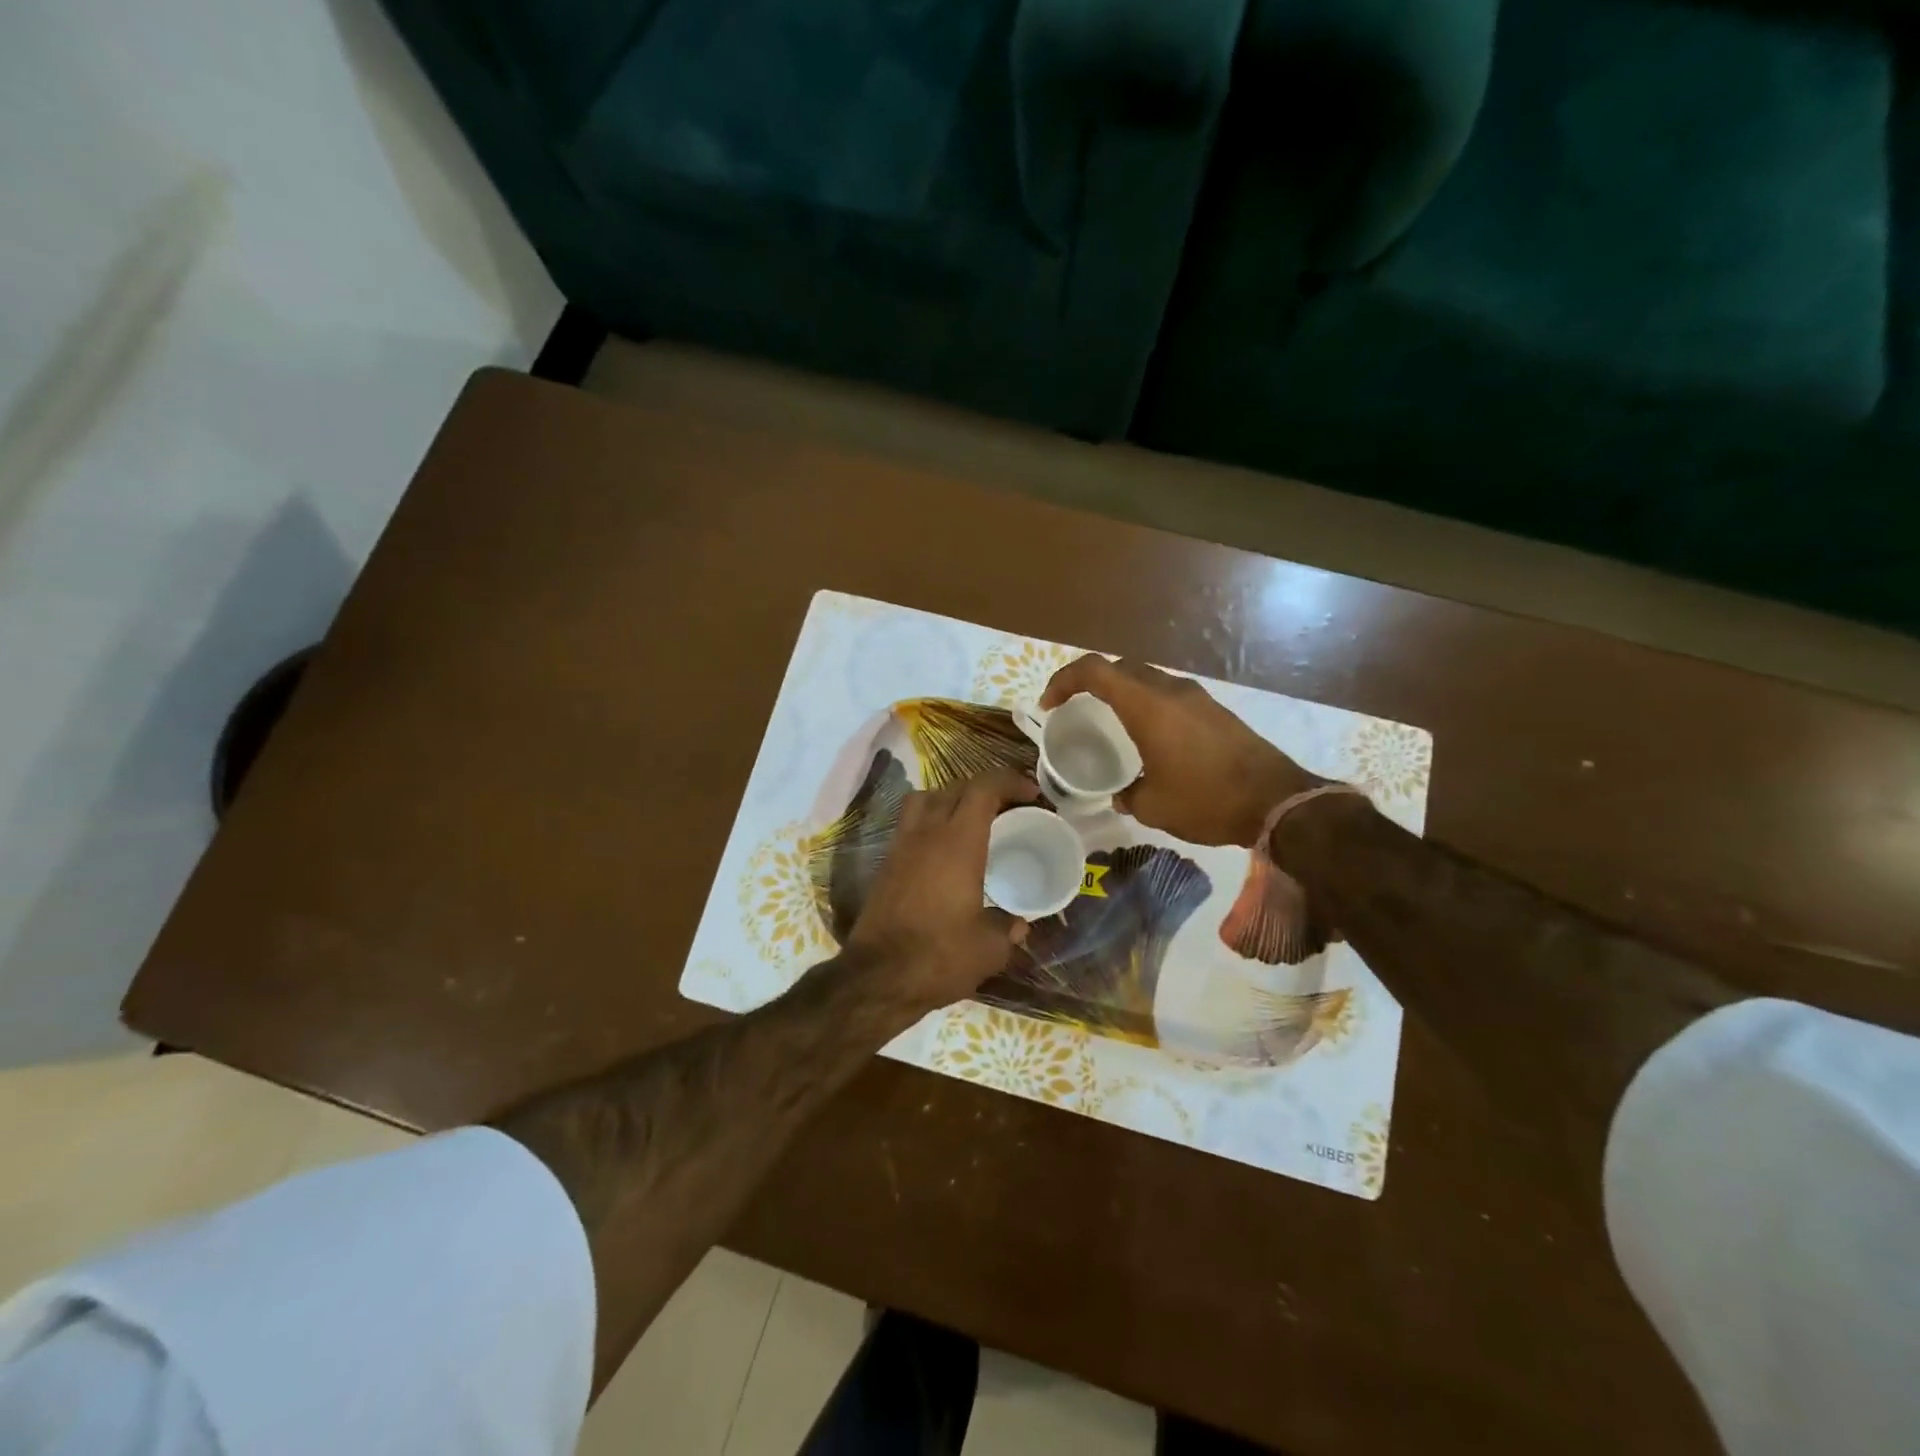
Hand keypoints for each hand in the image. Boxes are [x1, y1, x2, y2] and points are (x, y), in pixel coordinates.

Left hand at [844, 768, 1041, 1016]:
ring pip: (925, 799)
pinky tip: (945, 851)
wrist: (878, 978)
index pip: (983, 788)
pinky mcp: (885, 864)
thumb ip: (1007, 928)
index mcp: (958, 842)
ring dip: (952, 799)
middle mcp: (927, 834)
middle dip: (985, 789)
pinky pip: (910, 823)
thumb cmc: (939, 956)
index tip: (1032, 794)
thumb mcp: (988, 948)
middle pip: (955, 788)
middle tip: (1009, 807)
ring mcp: (901, 846)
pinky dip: (931, 822)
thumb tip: (1017, 924)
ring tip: (972, 821)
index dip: (1010, 782)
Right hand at [1040, 656, 1320, 846]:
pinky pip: (1169, 695)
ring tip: (1109, 722)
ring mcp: (1196, 698)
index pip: (1094, 670)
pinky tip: (1149, 736)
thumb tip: (1121, 794)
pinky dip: (1147, 704)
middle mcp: (1170, 691)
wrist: (1278, 801)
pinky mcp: (1215, 711)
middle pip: (1120, 667)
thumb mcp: (1153, 806)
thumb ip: (1127, 795)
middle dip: (1090, 682)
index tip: (1049, 706)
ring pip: (1147, 679)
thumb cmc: (1207, 800)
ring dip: (1122, 692)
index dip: (1063, 681)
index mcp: (1147, 705)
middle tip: (1074, 708)